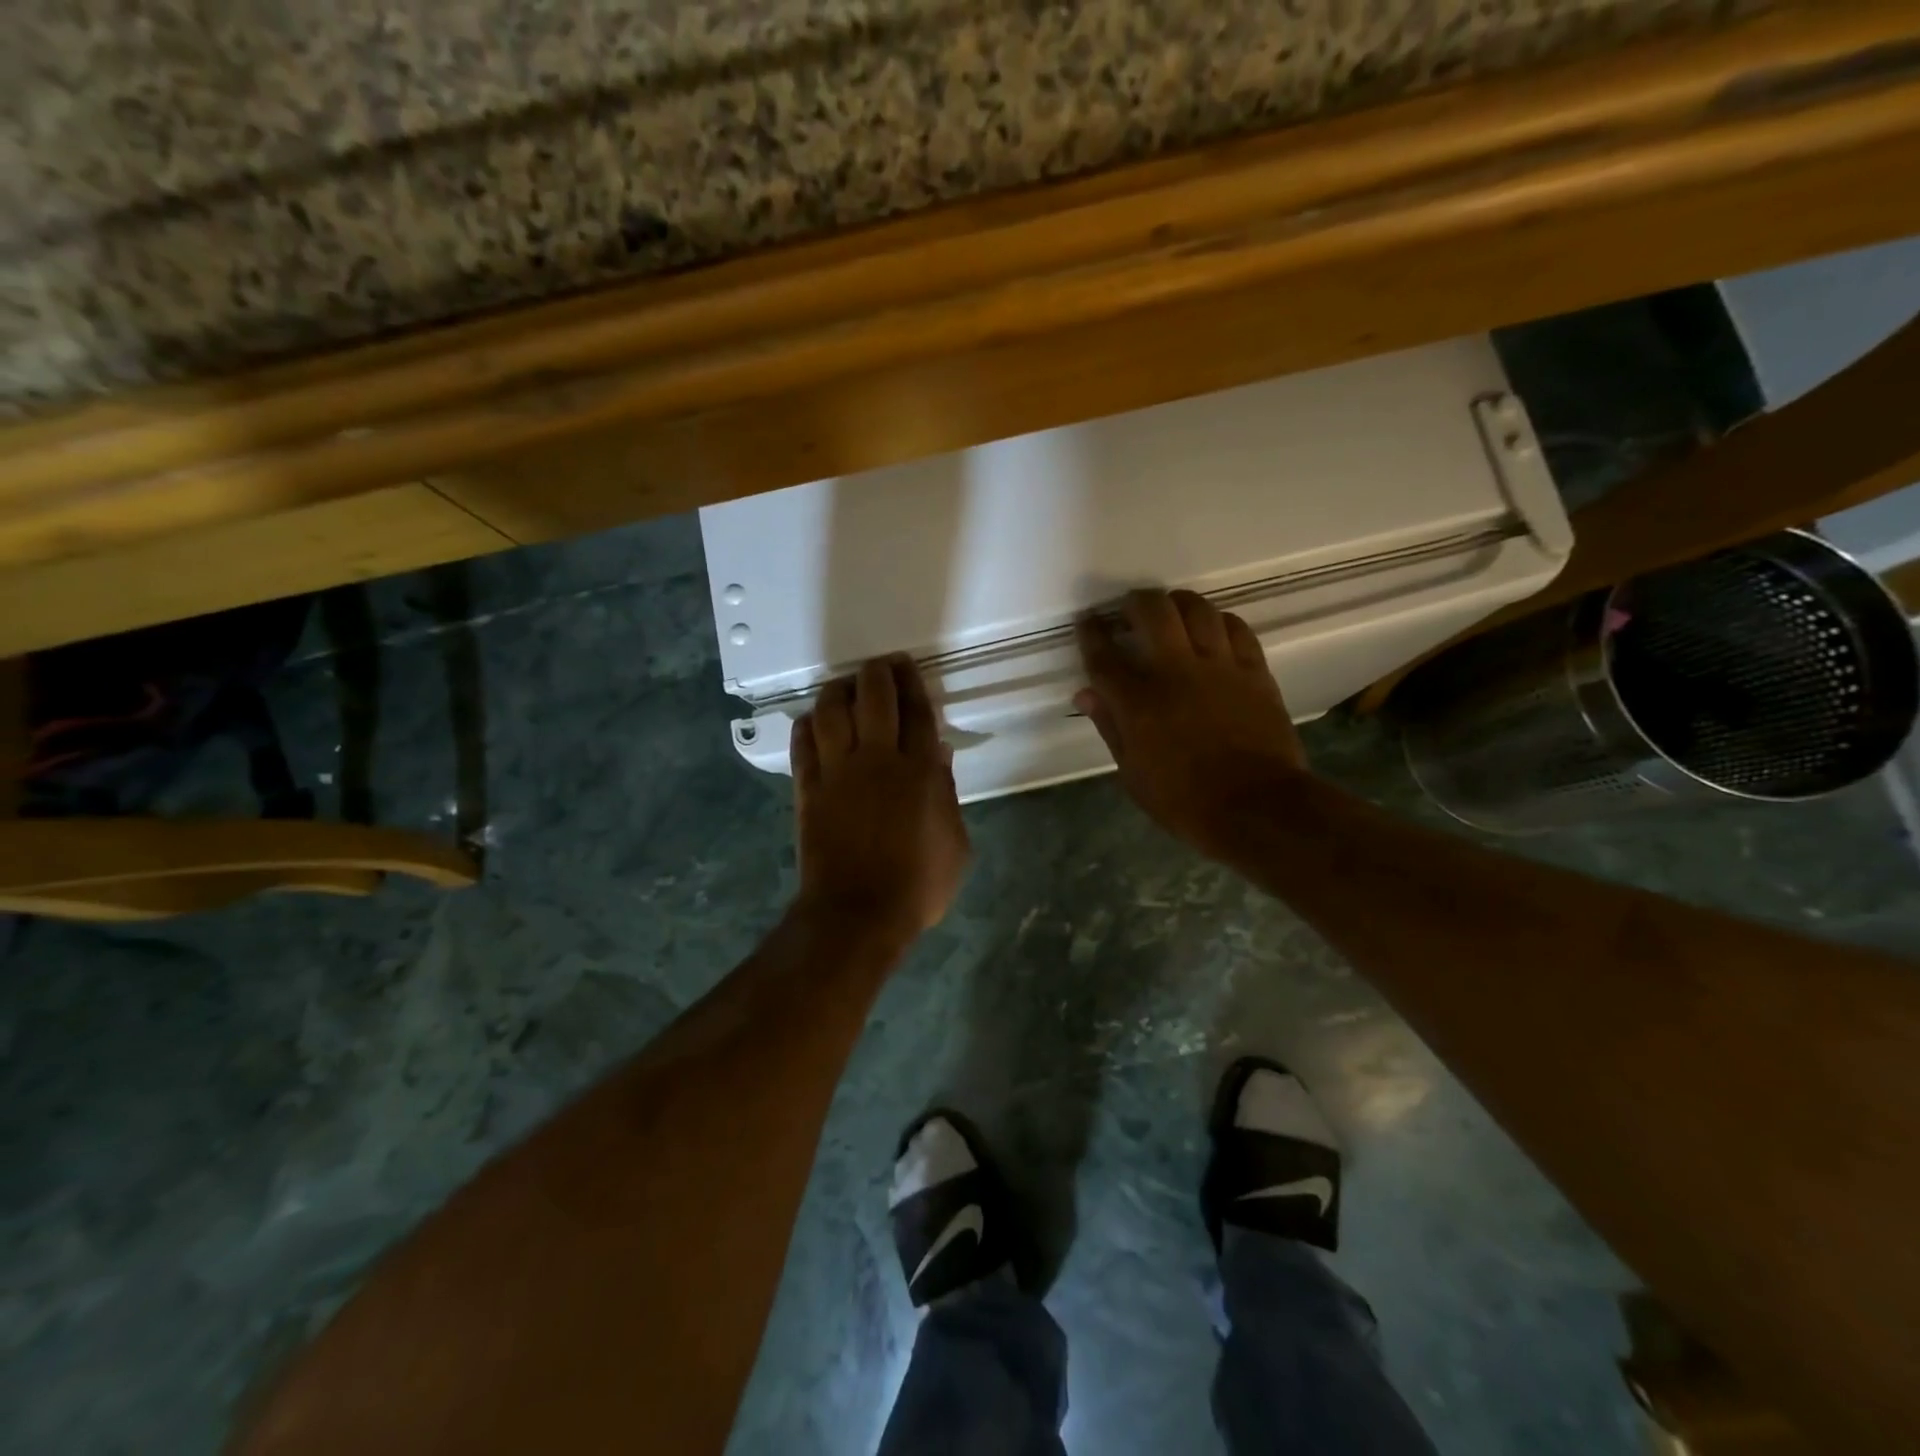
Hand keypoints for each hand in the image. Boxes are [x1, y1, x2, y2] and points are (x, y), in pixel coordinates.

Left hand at [791, 655, 970, 941]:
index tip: (907, 666)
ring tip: (844, 686)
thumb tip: (937, 754)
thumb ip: (947, 794)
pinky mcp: (808, 788)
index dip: (912, 683)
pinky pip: (803, 743)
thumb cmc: (917, 885)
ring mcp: (838, 772)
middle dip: (877, 673)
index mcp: (919, 772)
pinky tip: (813, 720)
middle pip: (873, 697)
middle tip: (880, 667)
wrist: (857, 914)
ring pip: (832, 711)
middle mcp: (877, 759)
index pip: (916, 711)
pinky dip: (808, 725)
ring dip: (838, 690)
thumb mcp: (955, 843)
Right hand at [1075, 589, 1308, 863]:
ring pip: (1197, 609)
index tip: (1087, 620)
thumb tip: (1086, 694)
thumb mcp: (1133, 774)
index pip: (1104, 655)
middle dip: (1135, 603)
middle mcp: (1175, 671)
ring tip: (1171, 610)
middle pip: (1151, 612)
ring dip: (1178, 603)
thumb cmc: (1185, 802)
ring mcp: (1219, 667)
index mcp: (1137, 701)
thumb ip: (1110, 727)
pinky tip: (1214, 629)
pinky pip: (1237, 628)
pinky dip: (1220, 621)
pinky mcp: (1254, 671)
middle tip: (1130, 610)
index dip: (1091, 633)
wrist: (1257, 808)